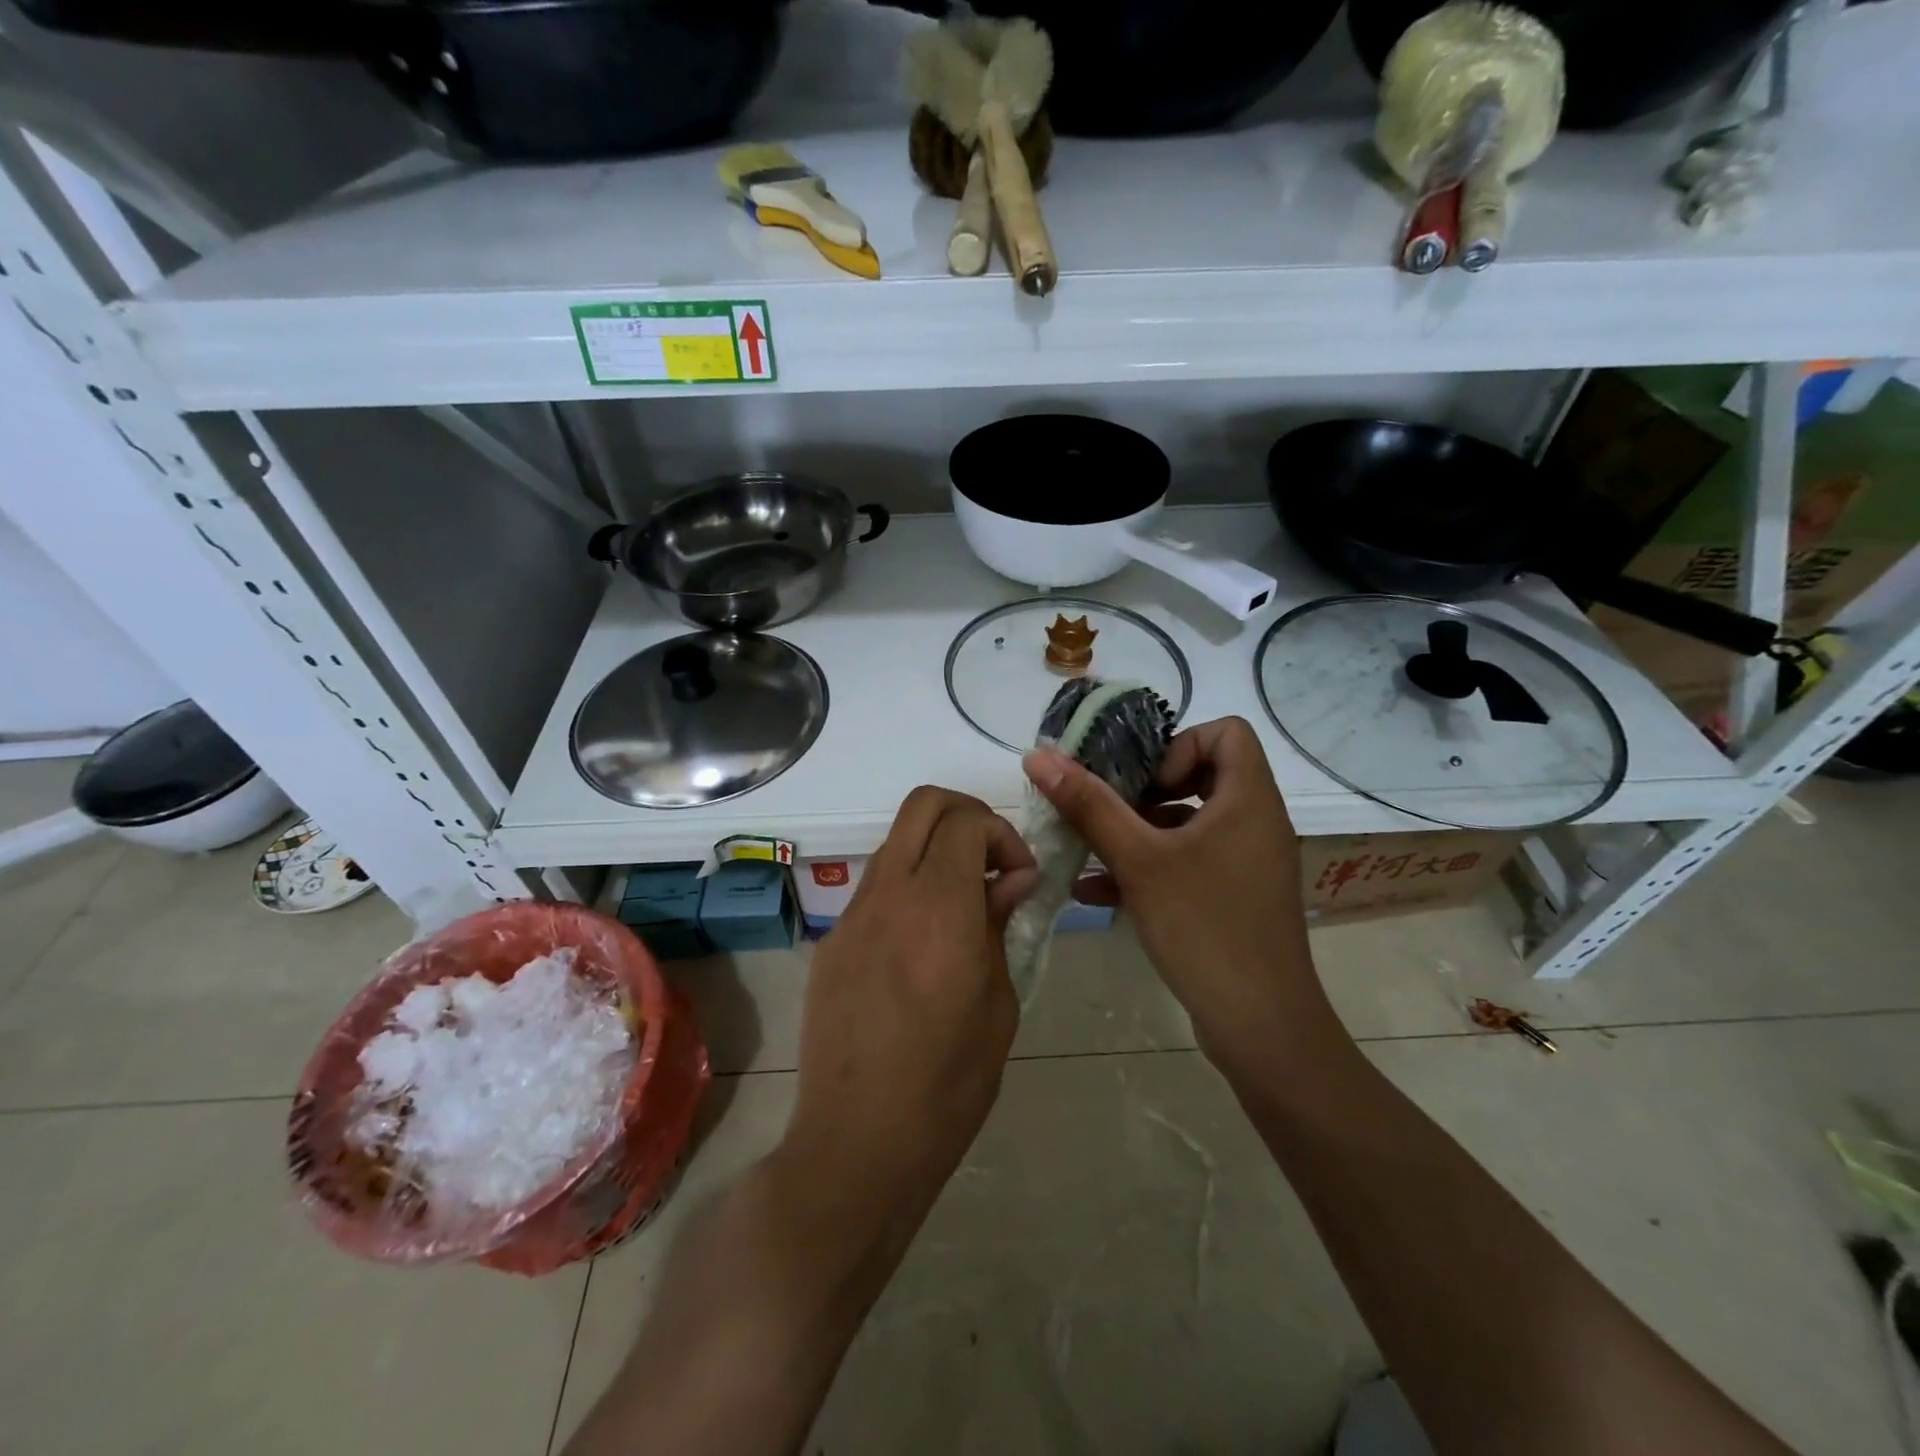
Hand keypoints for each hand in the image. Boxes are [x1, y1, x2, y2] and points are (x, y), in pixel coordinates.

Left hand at [779, 787, 1037, 1240]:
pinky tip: (921, 948)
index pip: (966, 821)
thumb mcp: (998, 1005)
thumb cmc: (947, 1084)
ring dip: (935, 852)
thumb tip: (1010, 881)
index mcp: (938, 908)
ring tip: (961, 908)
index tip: (1020, 879)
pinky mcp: (831, 942)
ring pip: (896, 842)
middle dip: (967, 815)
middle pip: (923, 804)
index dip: (1002, 835)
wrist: (857, 1142)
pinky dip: (908, 890)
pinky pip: (876, 889)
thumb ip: (999, 926)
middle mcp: (889, 894)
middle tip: (992, 862)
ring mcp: (852, 915)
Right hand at [1023, 717, 1335, 1070]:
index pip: (1226, 732)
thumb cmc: (1204, 927)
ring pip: (1190, 822)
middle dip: (1146, 789)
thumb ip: (1089, 805)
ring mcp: (1247, 861)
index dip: (1179, 745)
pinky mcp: (1235, 895)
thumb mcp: (1138, 860)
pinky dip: (1149, 864)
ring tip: (1093, 848)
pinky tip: (1096, 889)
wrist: (1259, 1025)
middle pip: (1204, 773)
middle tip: (1110, 809)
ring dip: (1139, 829)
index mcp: (1248, 799)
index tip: (1142, 782)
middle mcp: (1255, 822)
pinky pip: (1190, 861)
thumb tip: (1039, 756)